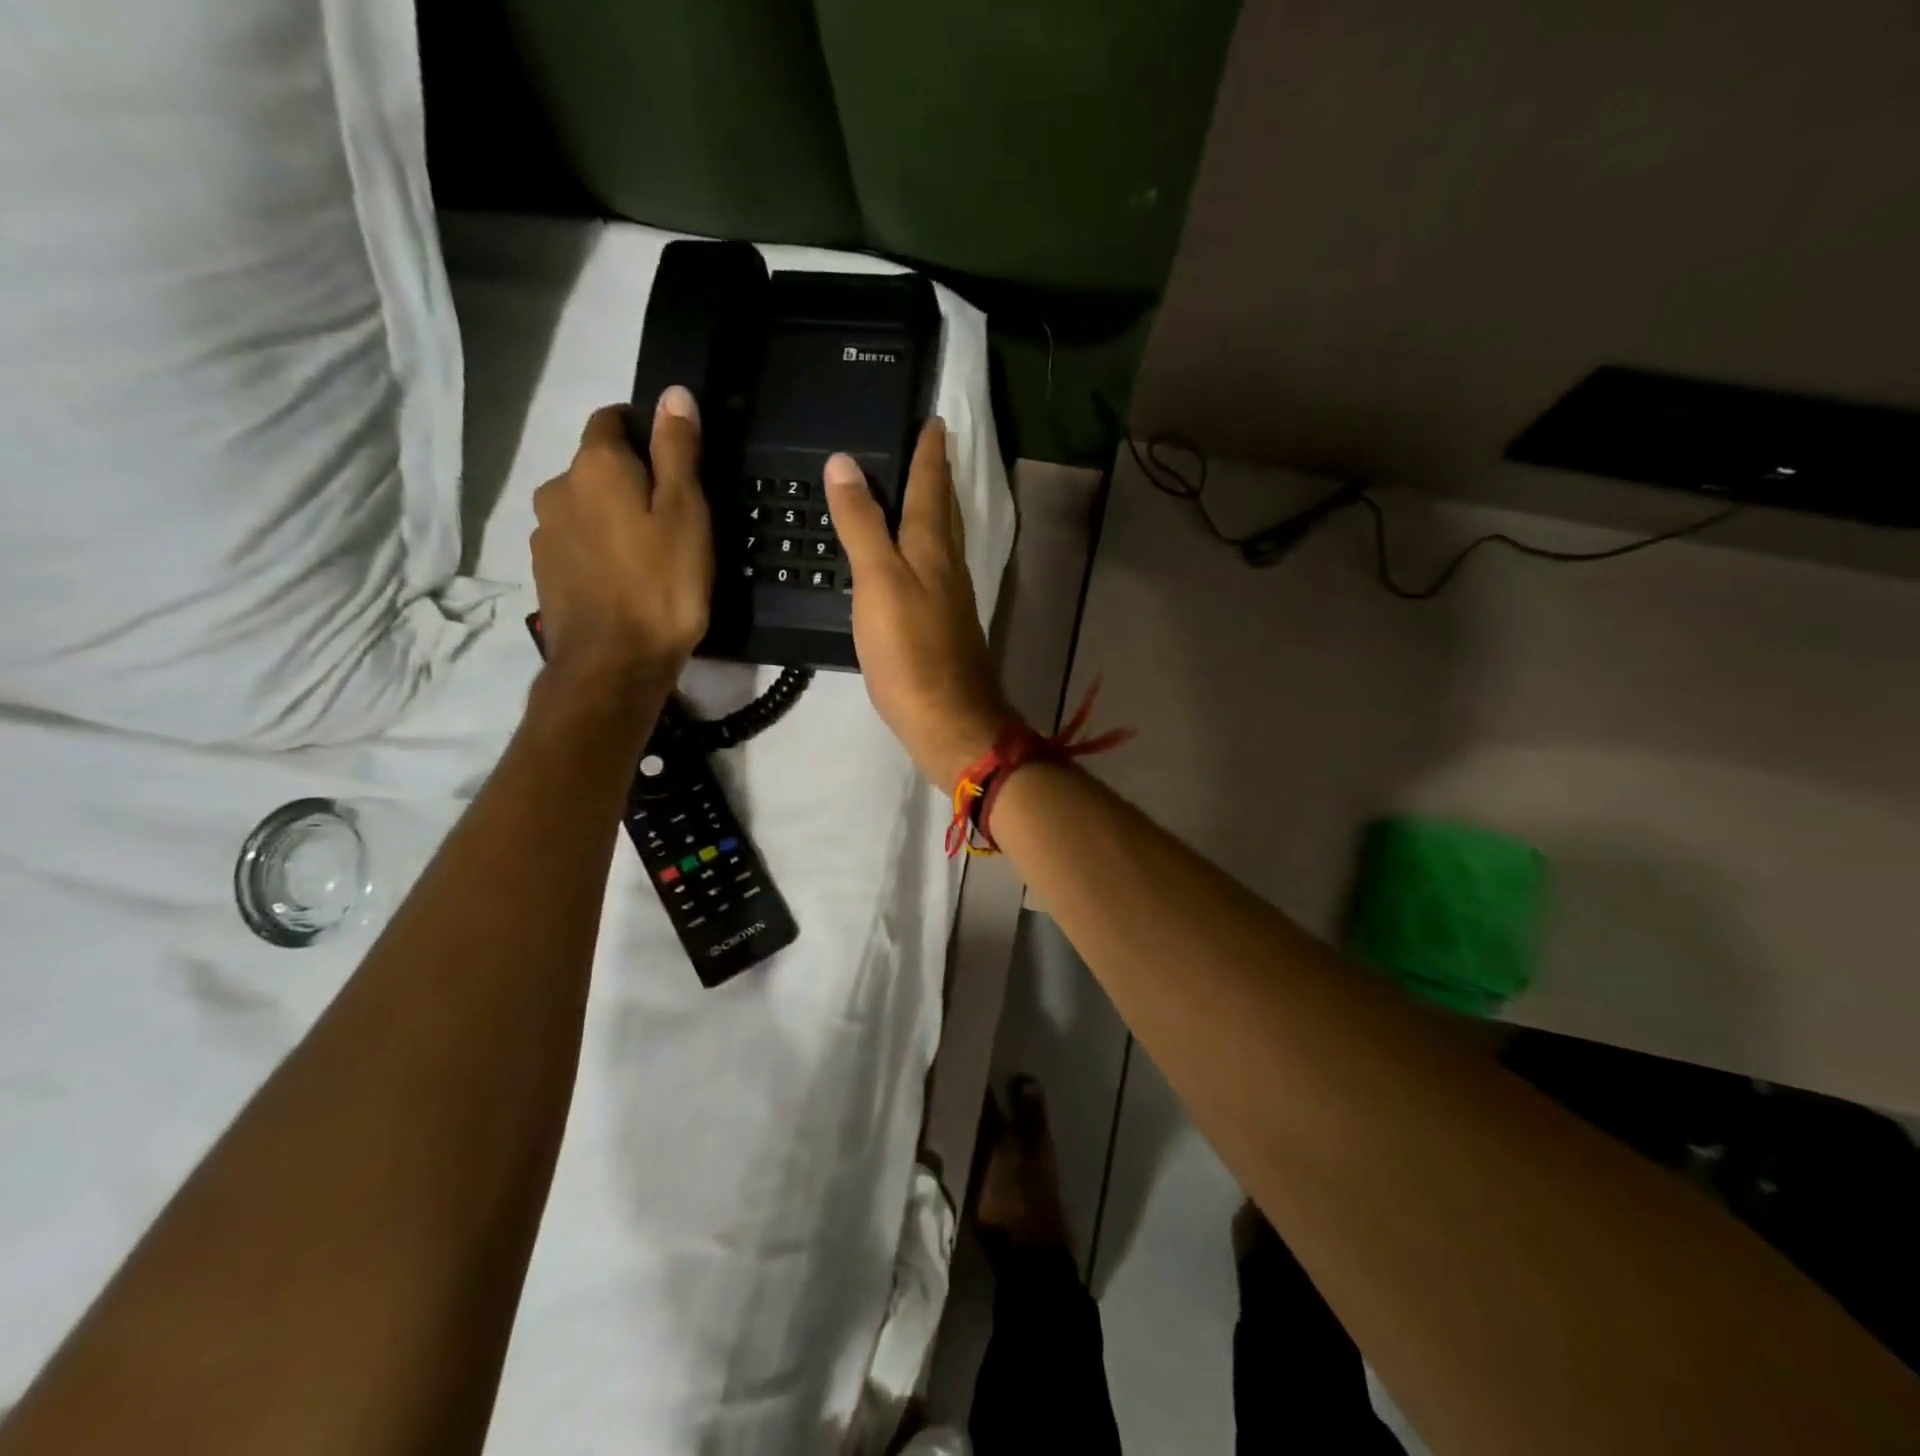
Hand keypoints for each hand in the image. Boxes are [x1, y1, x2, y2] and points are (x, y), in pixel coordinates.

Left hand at [531, 388, 713, 695]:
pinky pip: (576, 542)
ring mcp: (544, 532)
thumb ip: (678, 451)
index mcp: (594, 466)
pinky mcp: (544, 571)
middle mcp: (557, 488)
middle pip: (596, 466)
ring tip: (650, 555)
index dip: (645, 430)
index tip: (676, 463)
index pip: (611, 419)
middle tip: (673, 518)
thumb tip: (673, 393)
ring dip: (612, 517)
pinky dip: (599, 549)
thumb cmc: (663, 584)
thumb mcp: (686, 513)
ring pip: (584, 507)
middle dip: (630, 479)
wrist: (614, 663)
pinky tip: (625, 580)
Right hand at [825, 420, 1016, 788]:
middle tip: (929, 446)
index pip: (931, 486)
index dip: (929, 452)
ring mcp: (949, 598)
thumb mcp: (878, 582)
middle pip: (943, 510)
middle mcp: (947, 566)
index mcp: (932, 548)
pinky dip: (921, 550)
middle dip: (937, 476)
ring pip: (941, 540)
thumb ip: (862, 525)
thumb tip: (844, 464)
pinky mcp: (942, 626)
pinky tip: (909, 559)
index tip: (934, 419)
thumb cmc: (910, 651)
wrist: (947, 720)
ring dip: (932, 510)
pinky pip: (933, 571)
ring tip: (916, 491)